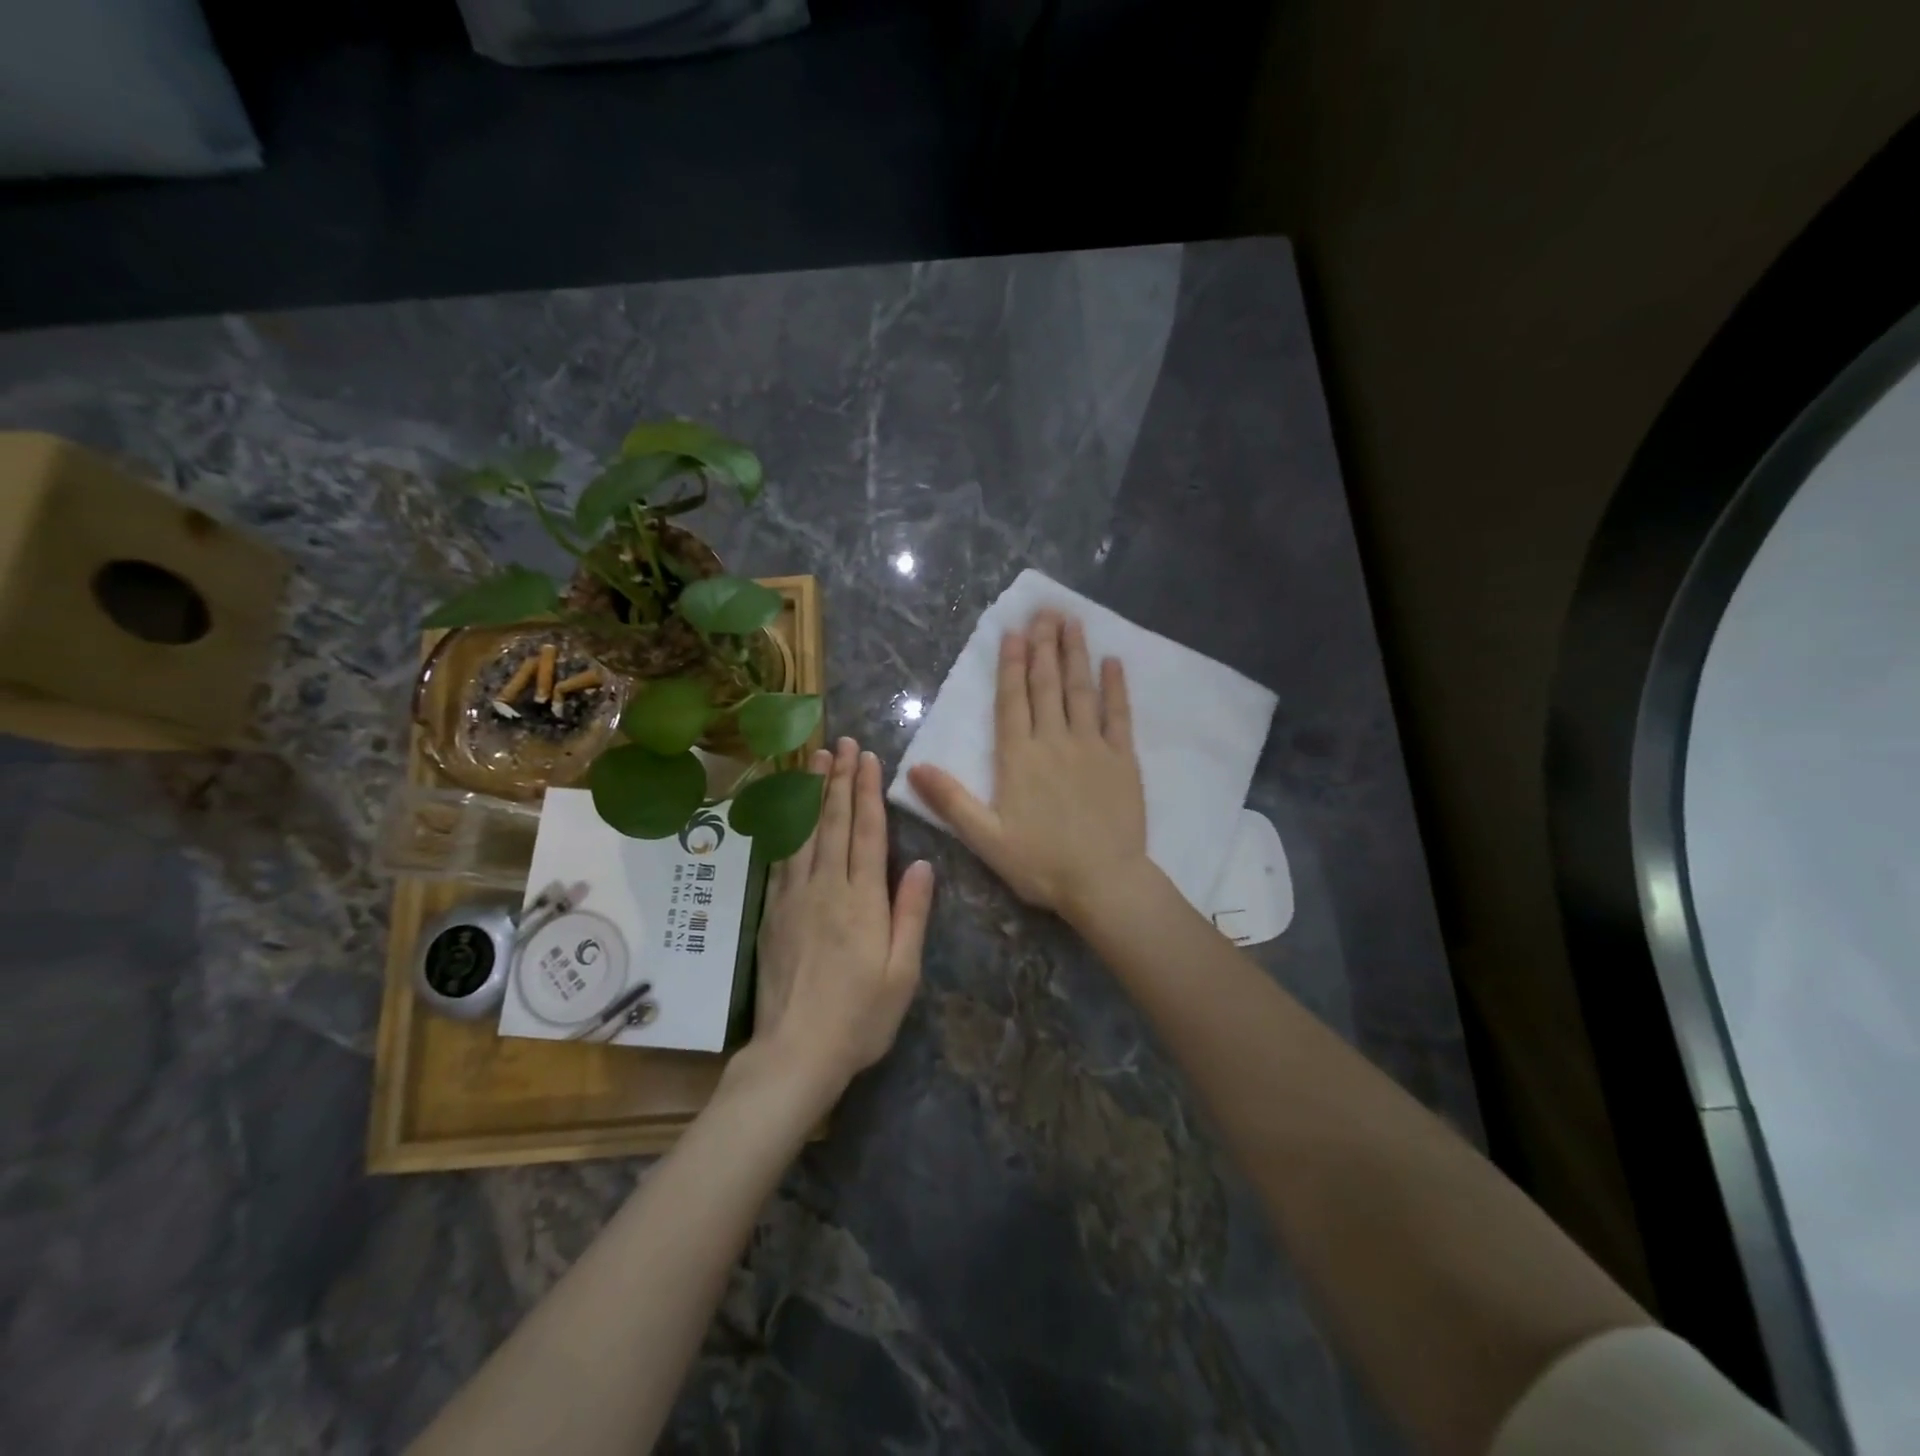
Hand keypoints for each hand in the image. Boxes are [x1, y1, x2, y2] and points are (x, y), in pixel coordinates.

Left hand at [751, 737, 934, 1097]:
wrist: (796, 1052)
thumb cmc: (860, 1017)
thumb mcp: (903, 972)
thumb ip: (911, 914)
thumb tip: (923, 863)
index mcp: (862, 901)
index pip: (866, 833)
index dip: (868, 792)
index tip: (868, 758)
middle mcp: (826, 888)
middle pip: (833, 823)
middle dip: (839, 779)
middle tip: (841, 743)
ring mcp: (794, 898)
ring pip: (803, 833)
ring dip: (810, 793)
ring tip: (814, 759)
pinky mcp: (773, 913)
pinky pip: (780, 859)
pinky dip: (786, 827)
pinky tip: (787, 811)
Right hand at [908, 611, 1148, 926]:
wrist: (1103, 881)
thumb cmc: (1041, 863)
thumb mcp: (986, 838)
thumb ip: (951, 801)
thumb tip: (912, 768)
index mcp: (1019, 757)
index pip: (1012, 700)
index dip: (1011, 664)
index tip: (1014, 631)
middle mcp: (1054, 740)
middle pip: (1046, 684)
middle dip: (1043, 645)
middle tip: (1044, 611)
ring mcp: (1092, 746)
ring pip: (1081, 690)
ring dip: (1075, 654)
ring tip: (1072, 621)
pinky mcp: (1122, 759)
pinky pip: (1119, 715)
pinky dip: (1116, 687)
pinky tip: (1113, 662)